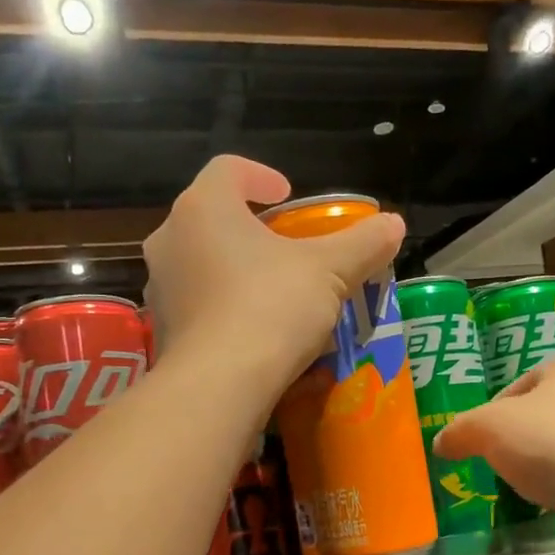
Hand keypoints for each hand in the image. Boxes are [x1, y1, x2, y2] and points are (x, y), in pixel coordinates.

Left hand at [144, 155, 404, 394]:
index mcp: (204, 208)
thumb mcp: (329, 272)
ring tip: (274, 293)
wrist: (219, 385)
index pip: (228, 169)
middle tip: (287, 248)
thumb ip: (363, 243)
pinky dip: (223, 307)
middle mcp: (170, 239)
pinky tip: (254, 331)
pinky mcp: (162, 329)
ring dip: (235, 269)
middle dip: (252, 229)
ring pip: (201, 263)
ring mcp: (160, 287)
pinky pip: (197, 304)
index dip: (261, 176)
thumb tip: (394, 223)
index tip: (288, 196)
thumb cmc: (271, 307)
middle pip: (213, 217)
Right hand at [434, 357, 554, 554]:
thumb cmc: (548, 440)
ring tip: (517, 487)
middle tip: (493, 461)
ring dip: (540, 468)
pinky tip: (545, 505)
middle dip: (517, 439)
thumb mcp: (487, 427)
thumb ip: (460, 432)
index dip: (495, 407)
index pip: (524, 382)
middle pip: (543, 417)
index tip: (477, 435)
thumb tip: (441, 443)